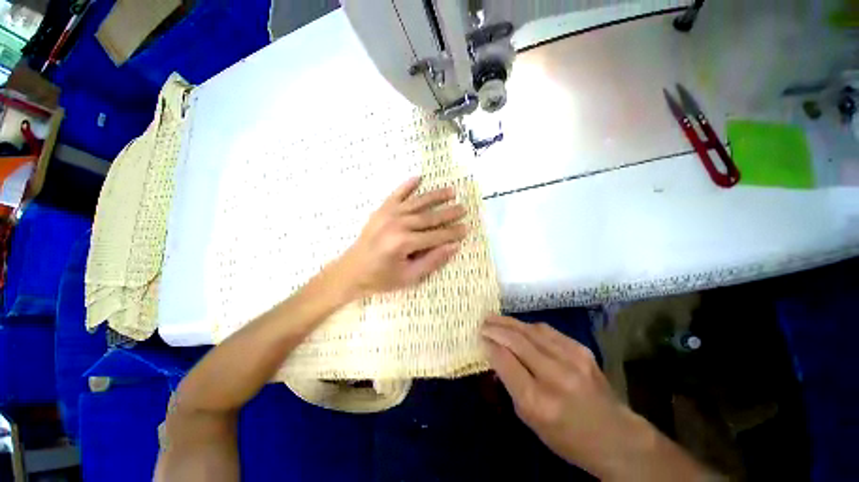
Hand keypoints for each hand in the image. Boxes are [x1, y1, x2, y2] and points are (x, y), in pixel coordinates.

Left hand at [334, 177, 467, 298]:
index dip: (452, 233)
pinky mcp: (381, 210)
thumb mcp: (409, 277)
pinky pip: (396, 194)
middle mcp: (398, 224)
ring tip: (451, 191)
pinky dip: (407, 185)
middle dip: (448, 212)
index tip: (466, 228)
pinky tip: (418, 177)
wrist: (351, 271)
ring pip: (417, 202)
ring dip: (435, 196)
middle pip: (429, 217)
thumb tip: (454, 246)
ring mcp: (388, 214)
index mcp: (404, 243)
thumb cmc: (381, 278)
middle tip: (463, 208)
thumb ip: (432, 261)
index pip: (436, 236)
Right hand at [481, 315, 708, 480]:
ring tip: (495, 318)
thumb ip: (511, 385)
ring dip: (509, 322)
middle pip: (517, 341)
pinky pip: (547, 331)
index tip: (479, 336)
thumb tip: (495, 355)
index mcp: (538, 401)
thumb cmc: (567, 437)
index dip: (490, 345)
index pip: (505, 361)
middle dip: (496, 328)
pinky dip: (528, 326)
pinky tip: (519, 326)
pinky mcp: (581, 350)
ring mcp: (572, 359)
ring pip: (531, 330)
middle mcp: (555, 376)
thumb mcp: (531, 421)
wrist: (616, 436)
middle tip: (482, 321)